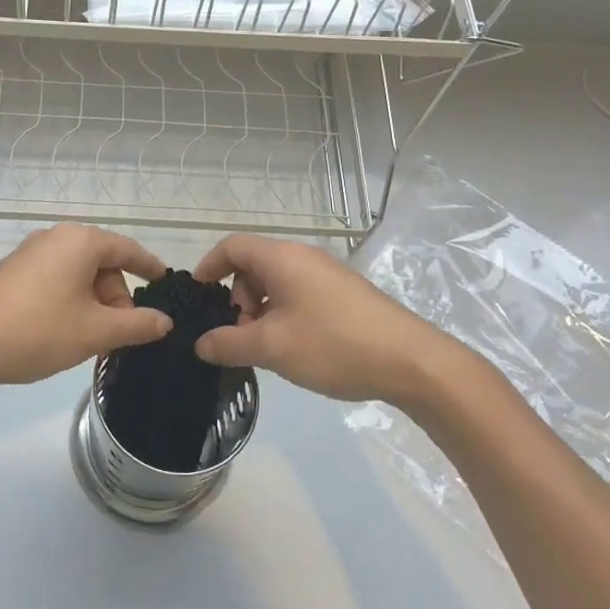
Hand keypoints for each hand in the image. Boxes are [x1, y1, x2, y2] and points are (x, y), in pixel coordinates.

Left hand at [0, 224, 172, 391]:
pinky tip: (67, 331)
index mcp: (79, 241)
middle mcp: (55, 237)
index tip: (167, 283)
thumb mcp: (96, 331)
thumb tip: (164, 321)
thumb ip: (137, 324)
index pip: (127, 249)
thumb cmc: (39, 331)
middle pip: (102, 262)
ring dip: (94, 302)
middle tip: (121, 333)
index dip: (150, 267)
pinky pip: (56, 278)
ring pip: (78, 273)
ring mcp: (30, 252)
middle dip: (117, 296)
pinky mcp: (13, 271)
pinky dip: (71, 300)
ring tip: (93, 338)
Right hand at [192, 234, 497, 416]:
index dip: (208, 267)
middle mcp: (304, 257)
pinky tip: (296, 349)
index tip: (198, 298)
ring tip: (268, 349)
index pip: (232, 246)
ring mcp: (327, 275)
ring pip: (277, 284)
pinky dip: (285, 315)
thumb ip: (228, 344)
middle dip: (238, 300)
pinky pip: (300, 295)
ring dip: (262, 312)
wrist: (411, 362)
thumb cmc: (333, 344)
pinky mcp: (345, 295)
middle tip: (241, 337)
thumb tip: (201, 344)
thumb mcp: (271, 348)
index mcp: (282, 258)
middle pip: (253, 266)